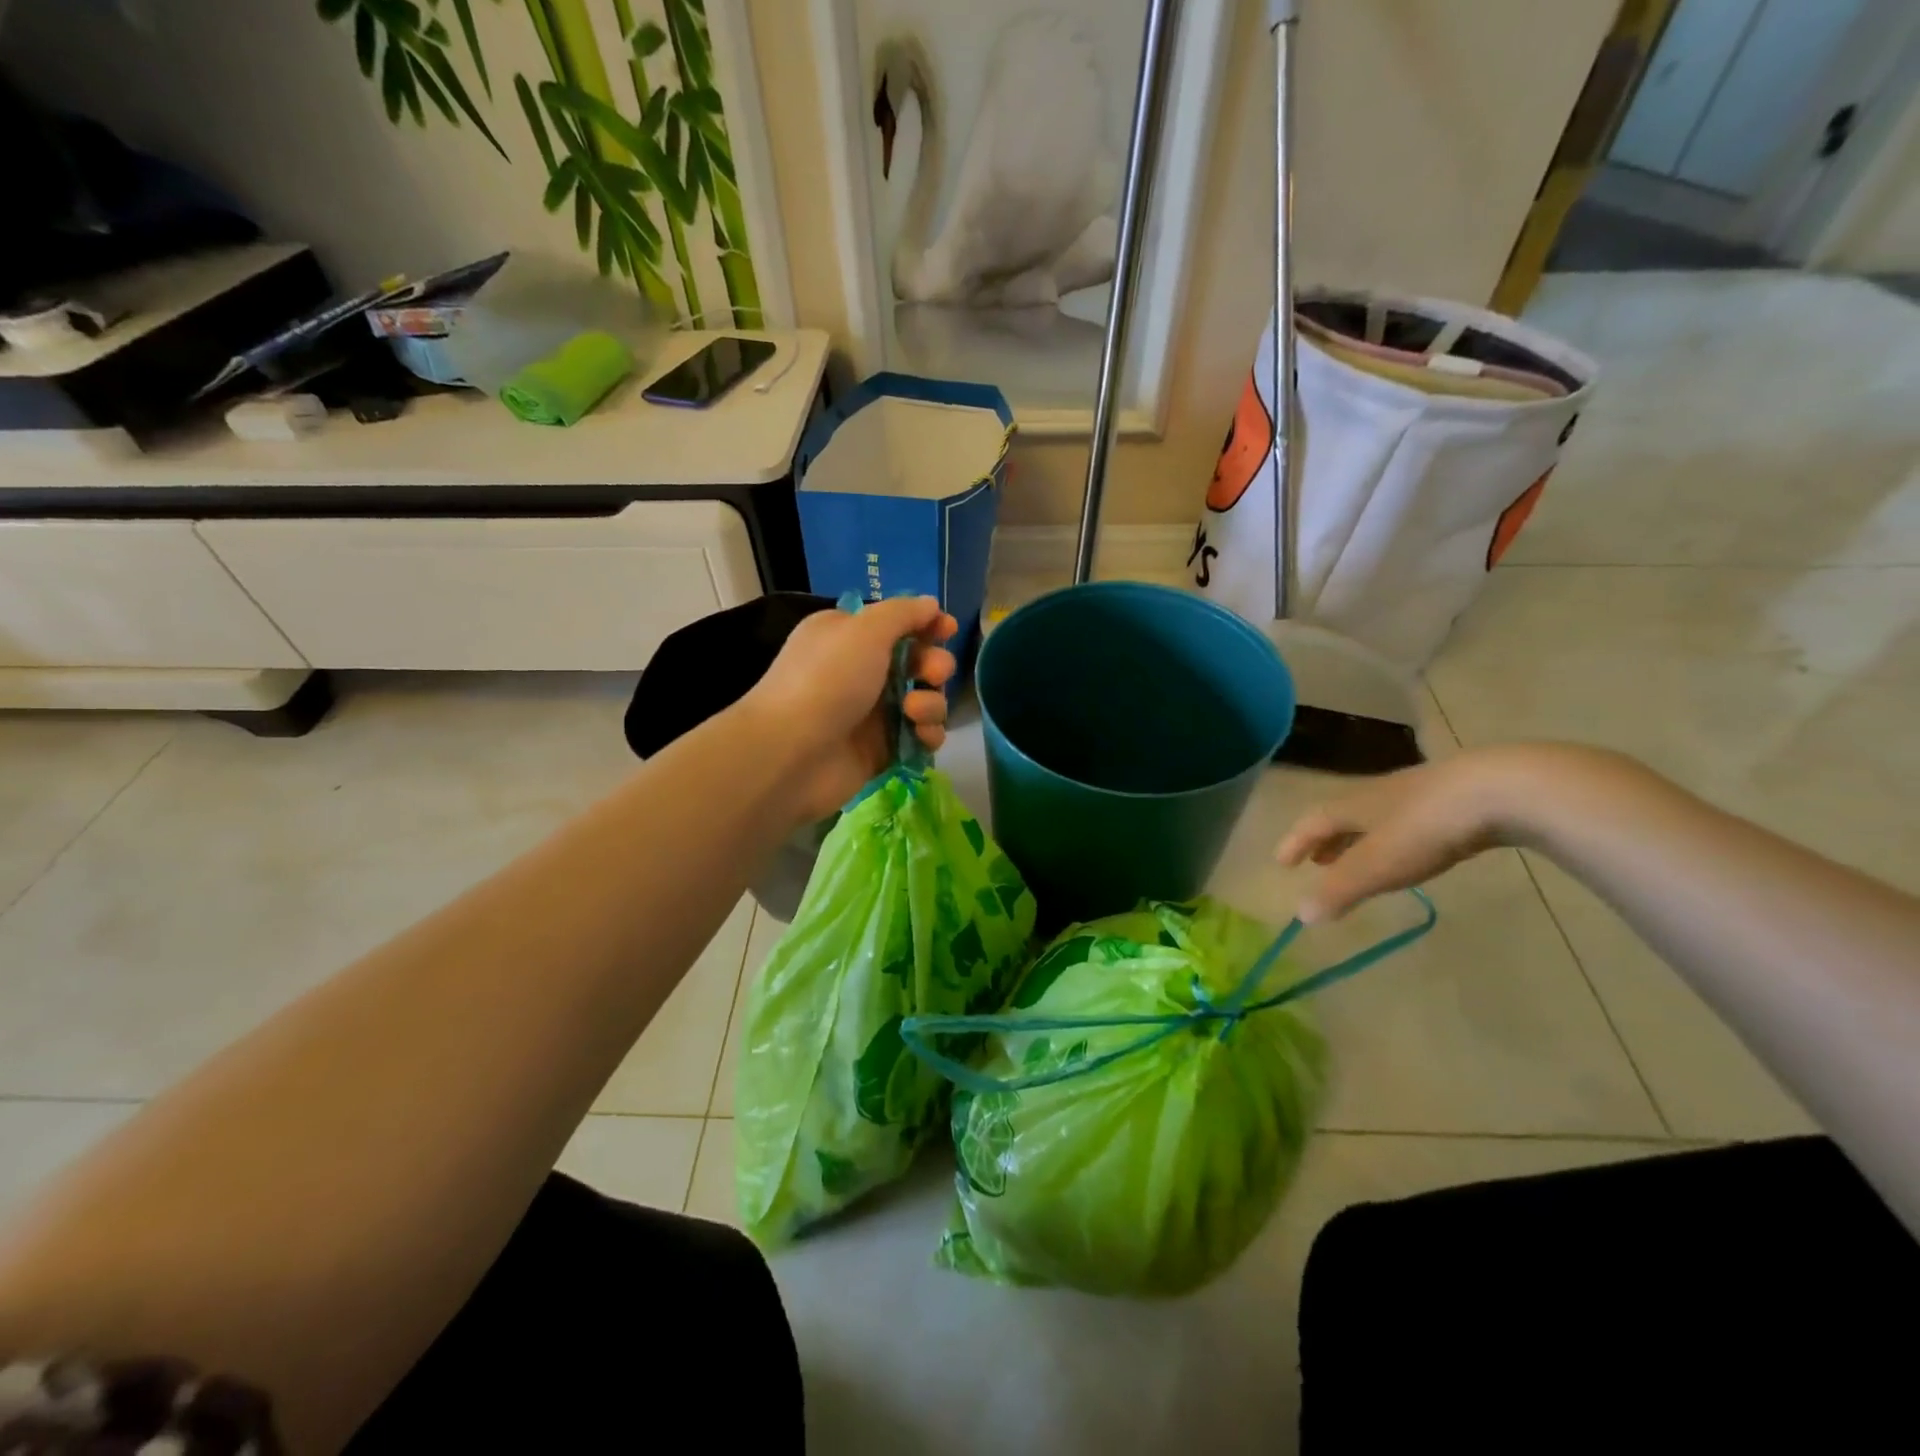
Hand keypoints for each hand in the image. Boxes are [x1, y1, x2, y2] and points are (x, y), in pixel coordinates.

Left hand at [742, 595, 958, 822]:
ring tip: (915, 712)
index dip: (926, 625)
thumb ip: (903, 613)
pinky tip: (922, 737)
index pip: (897, 624)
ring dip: (932, 702)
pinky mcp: (882, 749)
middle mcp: (861, 671)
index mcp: (849, 636)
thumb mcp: (864, 630)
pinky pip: (920, 736)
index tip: (947, 630)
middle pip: (918, 662)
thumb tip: (930, 604)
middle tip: (932, 674)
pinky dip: (928, 735)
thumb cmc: (826, 681)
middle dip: (934, 665)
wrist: (791, 754)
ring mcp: (872, 713)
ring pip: (924, 700)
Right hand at [1276, 747, 1572, 921]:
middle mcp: (1379, 795)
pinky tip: (1413, 849)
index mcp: (1354, 805)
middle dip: (1327, 841)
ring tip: (1359, 860)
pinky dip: (1396, 838)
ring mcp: (1419, 795)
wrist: (1502, 790)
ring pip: (1378, 818)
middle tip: (1317, 862)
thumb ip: (1340, 889)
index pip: (1313, 822)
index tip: (1281, 862)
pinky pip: (1411, 821)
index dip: (1295, 842)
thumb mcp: (1378, 865)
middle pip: (1344, 817)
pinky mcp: (1456, 801)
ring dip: (1361, 840)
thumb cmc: (1425, 827)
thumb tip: (1300, 915)